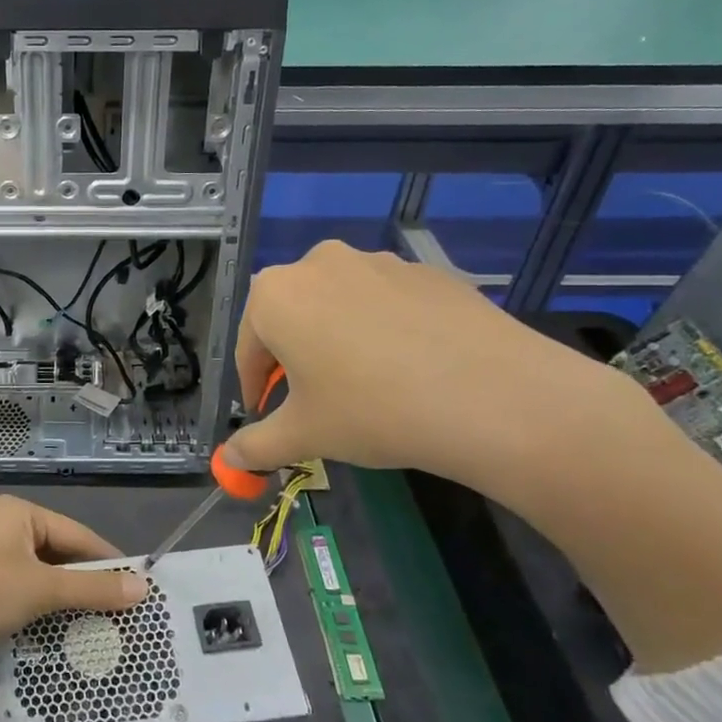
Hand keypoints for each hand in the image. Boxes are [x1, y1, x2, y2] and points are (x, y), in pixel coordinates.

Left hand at [0, 496, 146, 719]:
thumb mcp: (44, 588)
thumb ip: (94, 588)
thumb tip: (143, 587)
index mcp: (21, 512)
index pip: (77, 534)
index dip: (108, 560)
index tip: (139, 584)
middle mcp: (8, 525)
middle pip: (61, 551)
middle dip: (88, 581)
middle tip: (122, 607)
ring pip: (44, 572)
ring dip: (68, 595)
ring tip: (100, 619)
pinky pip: (27, 585)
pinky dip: (45, 603)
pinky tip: (64, 624)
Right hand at [221, 241, 631, 496]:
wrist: (492, 396)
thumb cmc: (372, 410)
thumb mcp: (305, 435)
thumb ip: (256, 446)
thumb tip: (229, 459)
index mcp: (275, 295)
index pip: (249, 347)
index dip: (254, 387)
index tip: (266, 415)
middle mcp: (319, 264)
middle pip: (291, 317)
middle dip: (295, 357)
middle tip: (315, 400)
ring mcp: (377, 262)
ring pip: (339, 306)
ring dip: (338, 339)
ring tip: (368, 385)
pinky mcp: (426, 272)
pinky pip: (387, 303)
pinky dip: (384, 330)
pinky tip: (410, 368)